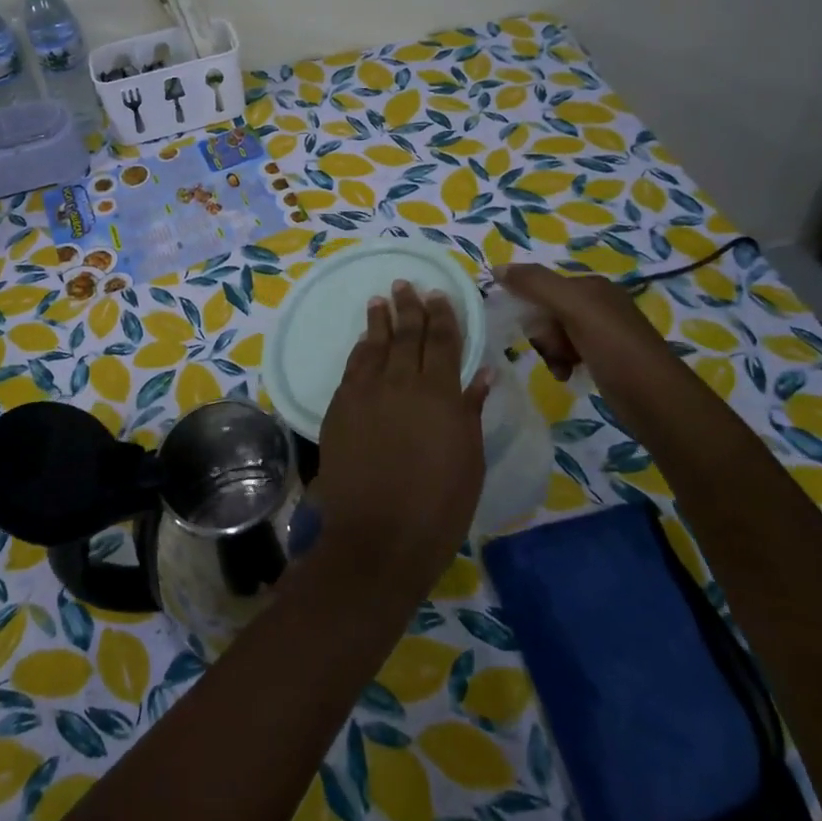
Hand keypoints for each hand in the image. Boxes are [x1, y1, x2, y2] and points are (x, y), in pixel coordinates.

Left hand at [312, 281, 490, 598]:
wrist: (378, 535)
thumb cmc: (438, 505)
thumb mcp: (469, 459)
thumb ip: (471, 410)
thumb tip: (481, 373)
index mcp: (440, 394)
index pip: (443, 342)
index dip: (442, 316)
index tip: (439, 295)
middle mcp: (402, 383)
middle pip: (407, 335)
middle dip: (409, 308)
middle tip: (407, 285)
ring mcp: (366, 393)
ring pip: (375, 345)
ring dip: (380, 321)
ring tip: (382, 300)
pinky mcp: (340, 407)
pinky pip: (353, 368)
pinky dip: (360, 350)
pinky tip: (363, 341)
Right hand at [493, 264, 673, 381]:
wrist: (658, 400)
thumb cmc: (615, 348)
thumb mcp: (574, 308)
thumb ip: (535, 284)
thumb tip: (497, 268)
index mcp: (592, 286)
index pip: (542, 286)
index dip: (529, 307)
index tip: (530, 329)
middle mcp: (598, 304)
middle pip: (546, 311)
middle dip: (543, 333)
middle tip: (553, 350)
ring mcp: (603, 332)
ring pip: (555, 334)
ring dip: (550, 351)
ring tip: (561, 367)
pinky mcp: (605, 358)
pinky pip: (568, 352)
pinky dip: (562, 363)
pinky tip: (566, 375)